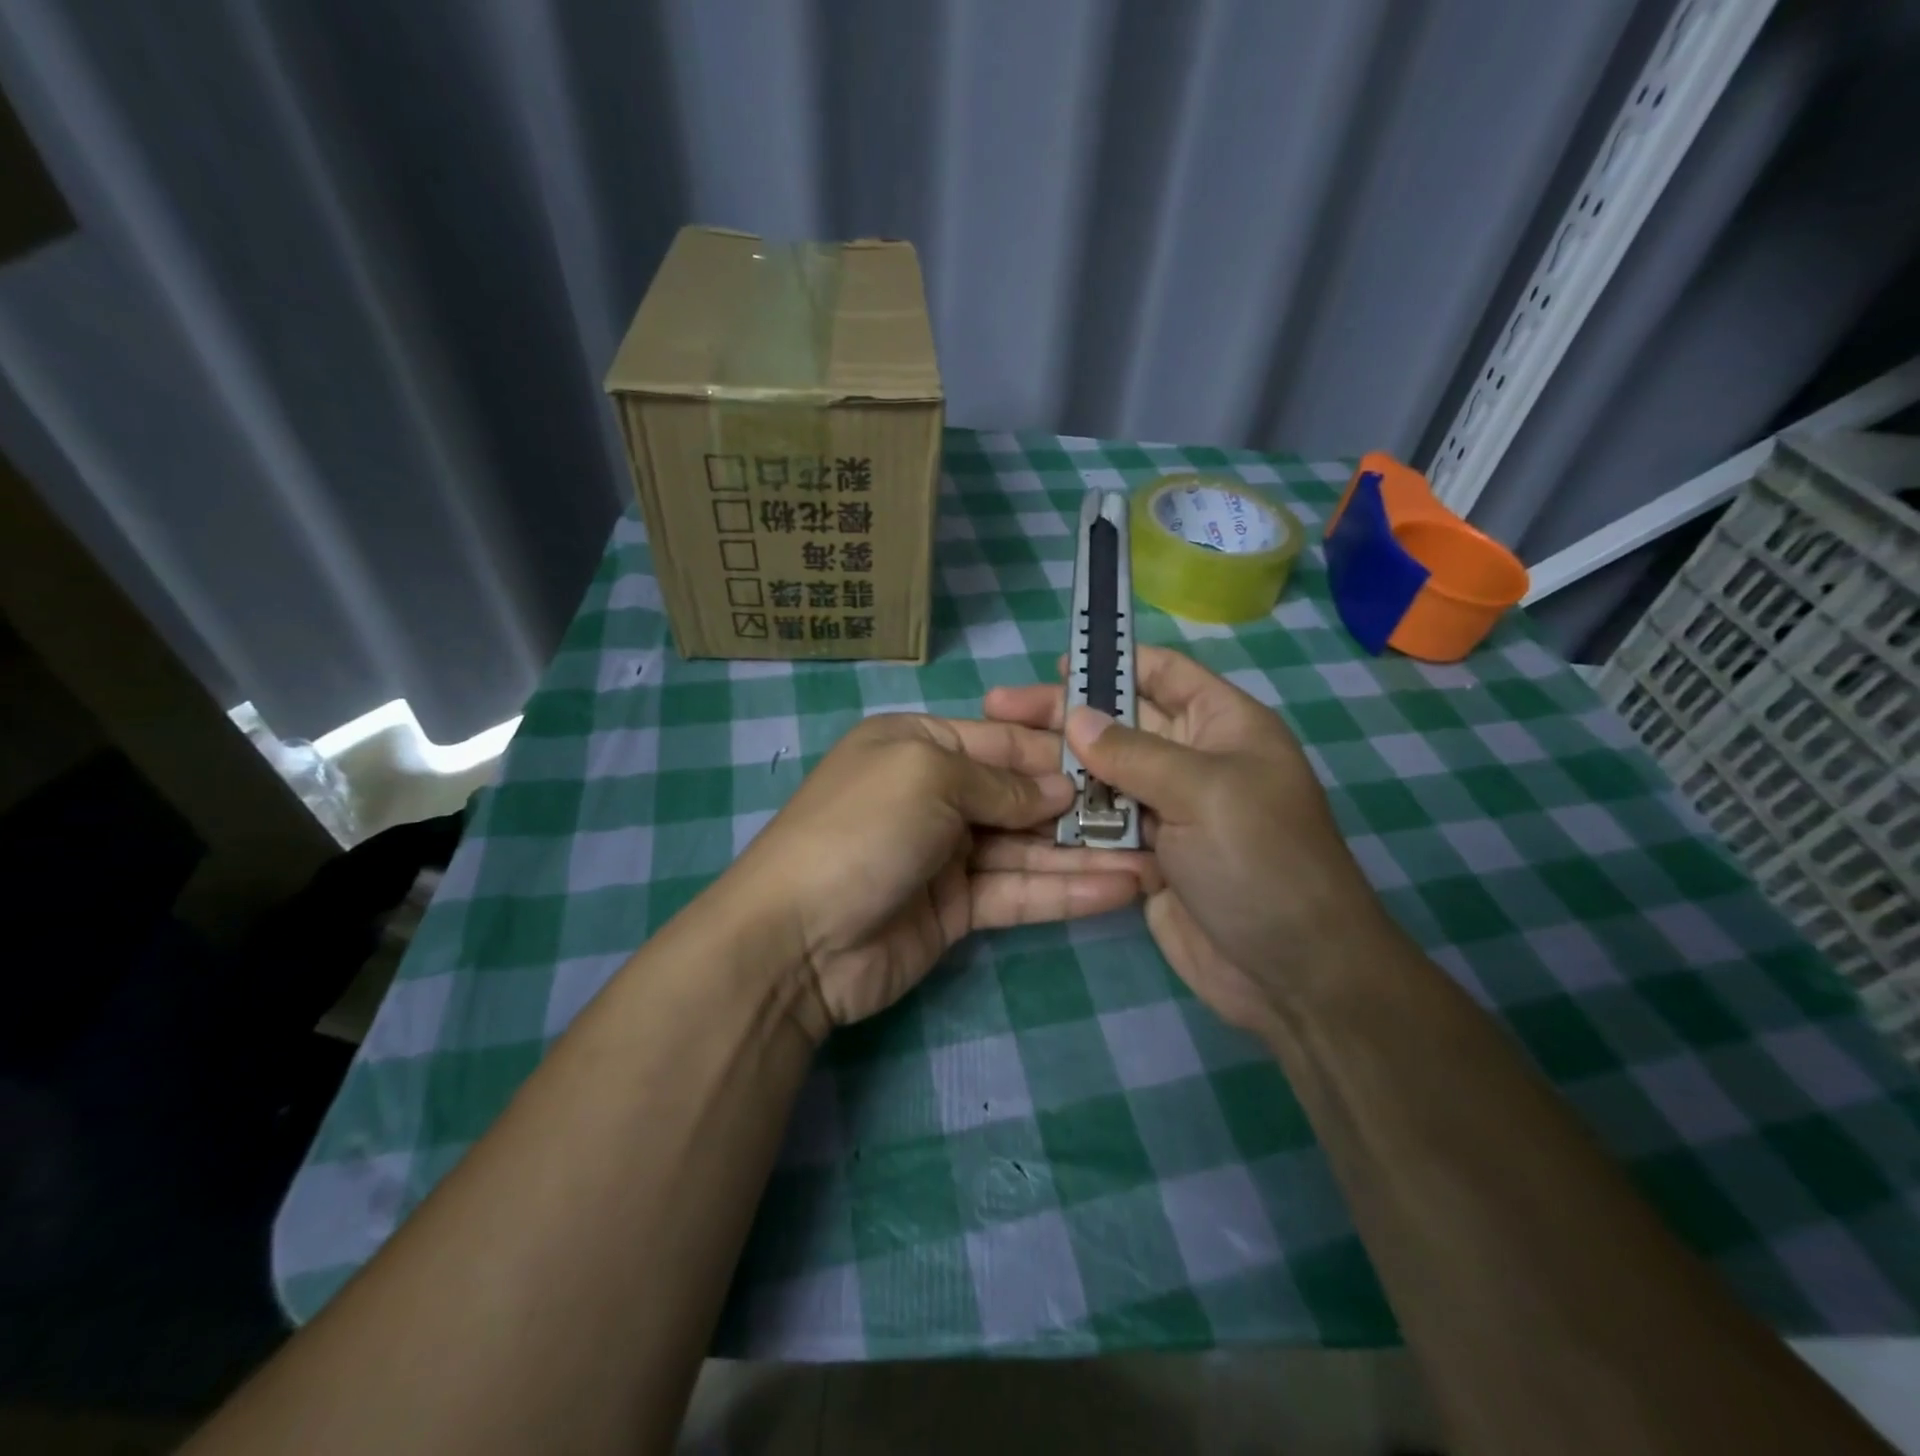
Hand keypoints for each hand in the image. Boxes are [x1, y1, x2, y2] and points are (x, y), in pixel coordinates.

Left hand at [725, 714, 1152, 1038]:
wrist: (796, 941)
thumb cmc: (862, 830)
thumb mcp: (928, 776)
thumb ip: (1000, 781)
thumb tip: (1061, 787)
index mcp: (921, 743)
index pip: (1005, 741)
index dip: (1060, 753)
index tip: (1120, 763)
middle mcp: (936, 793)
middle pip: (1022, 794)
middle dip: (1082, 806)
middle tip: (1152, 817)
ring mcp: (948, 854)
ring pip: (1028, 848)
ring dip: (1086, 854)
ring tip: (1154, 860)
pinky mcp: (958, 909)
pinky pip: (1019, 892)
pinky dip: (1065, 891)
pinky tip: (1119, 890)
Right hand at [985, 648, 1399, 1031]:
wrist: (1293, 974)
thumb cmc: (1262, 861)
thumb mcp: (1205, 791)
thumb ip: (1134, 752)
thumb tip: (1075, 717)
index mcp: (1224, 726)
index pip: (1165, 673)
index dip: (1114, 662)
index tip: (1057, 665)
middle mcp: (1194, 760)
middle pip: (1121, 722)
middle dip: (1065, 714)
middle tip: (1000, 708)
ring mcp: (1169, 810)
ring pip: (1104, 775)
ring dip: (1058, 767)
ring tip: (1000, 757)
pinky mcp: (1147, 855)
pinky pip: (1100, 824)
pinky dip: (1067, 817)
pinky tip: (1021, 808)